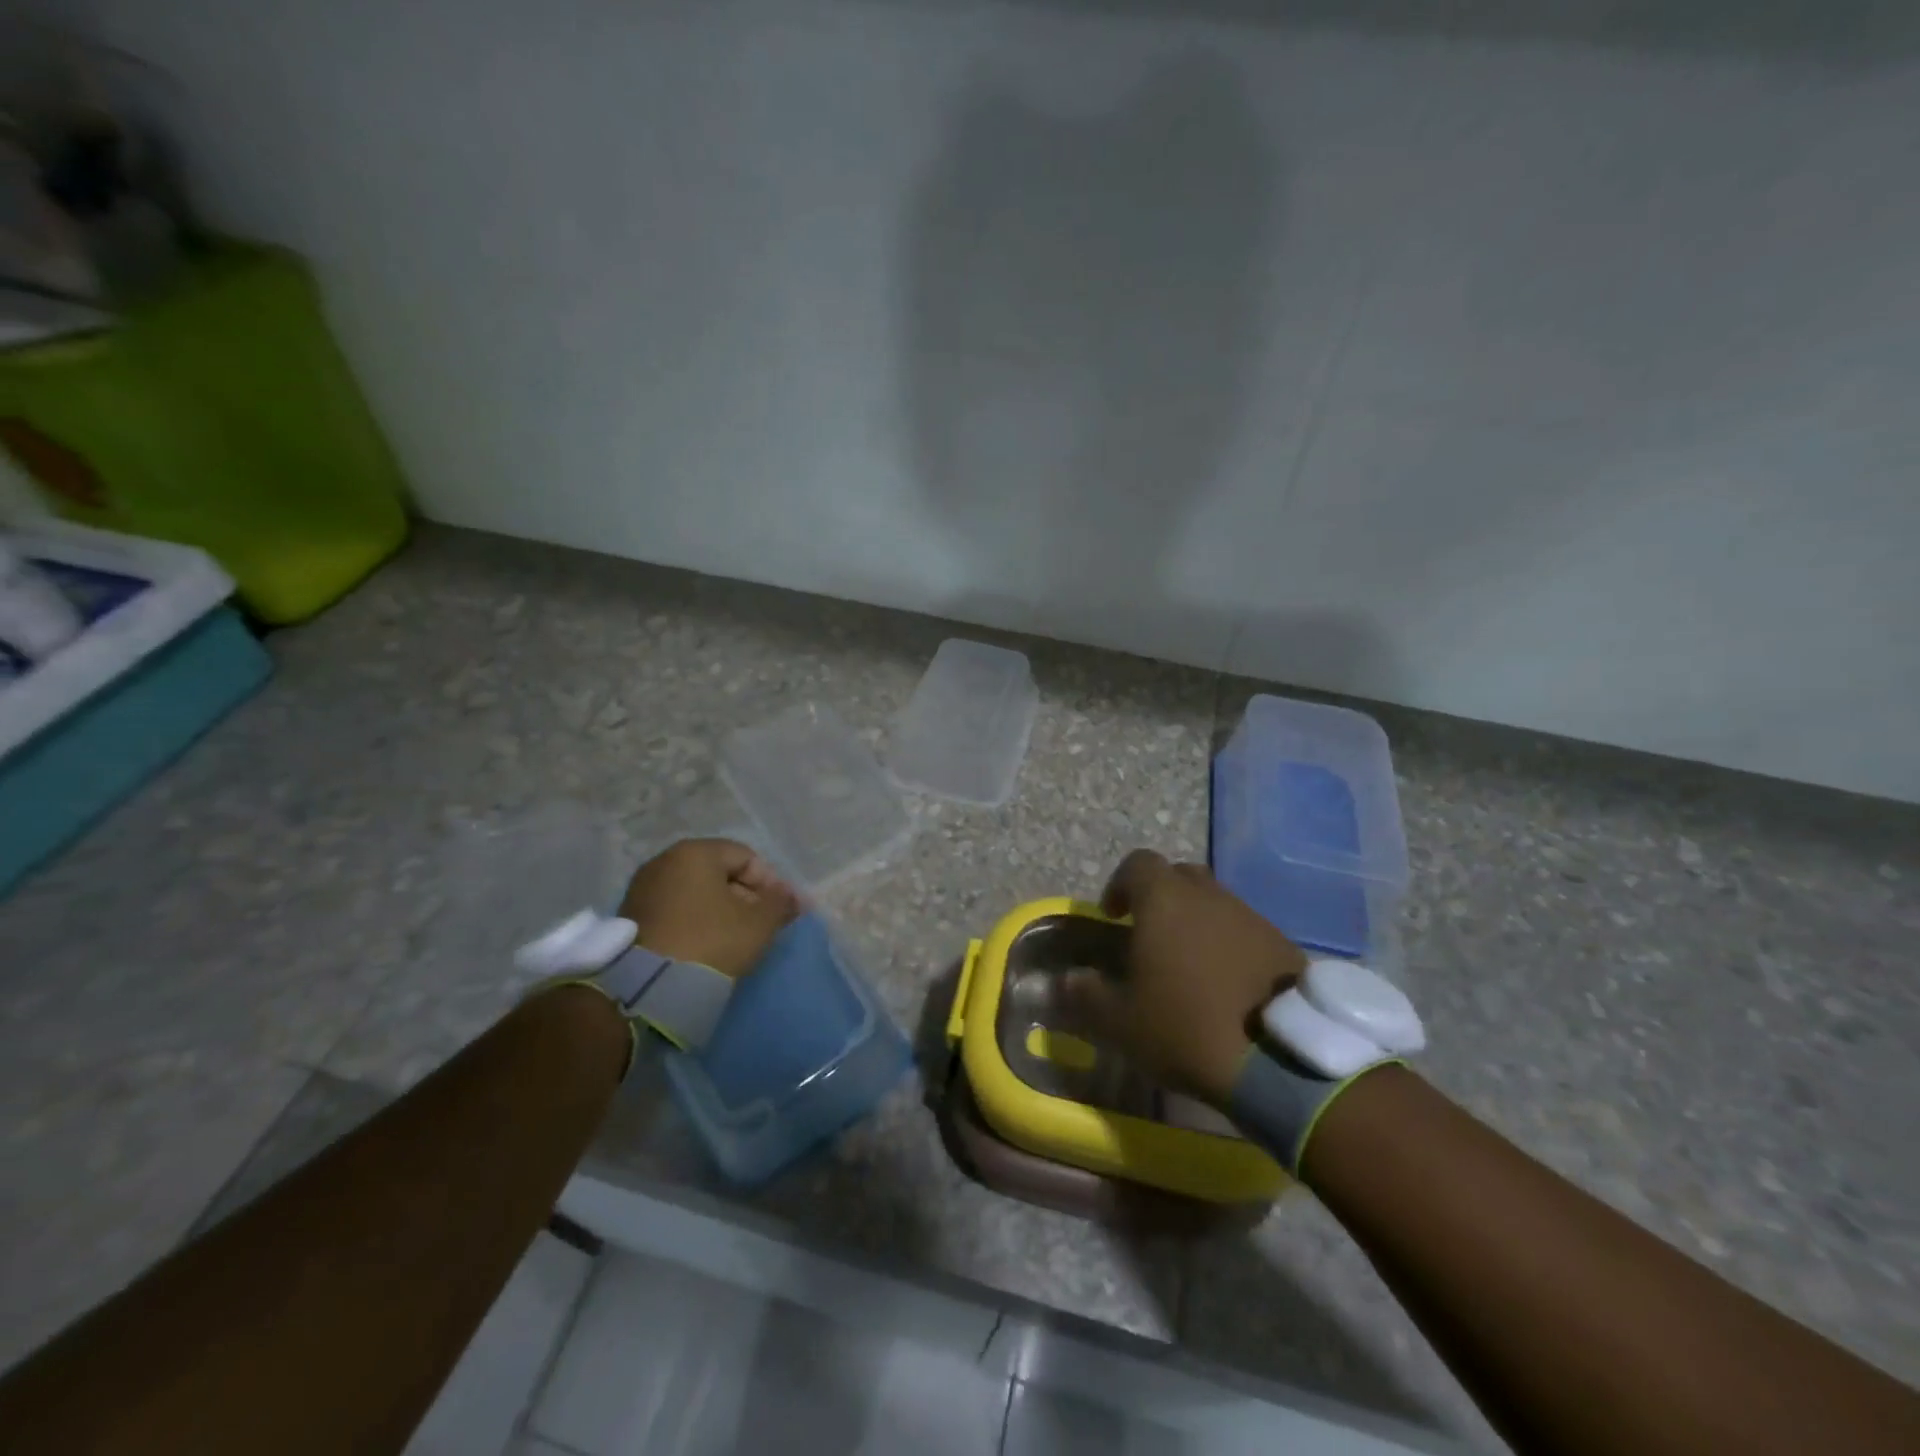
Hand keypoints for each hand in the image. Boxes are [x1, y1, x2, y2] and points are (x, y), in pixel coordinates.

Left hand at [618, 838, 798, 978]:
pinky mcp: (630, 917)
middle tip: (762, 926)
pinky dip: (696, 922)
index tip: (782, 912)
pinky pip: (676, 910)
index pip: (746, 857)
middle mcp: (664, 861)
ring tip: (736, 939)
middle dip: (746, 897)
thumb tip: (791, 897)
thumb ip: (780, 903)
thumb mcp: (759, 923)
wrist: (647, 989)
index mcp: (695, 852)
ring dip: (721, 910)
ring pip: (696, 893)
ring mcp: (643, 889)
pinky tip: (707, 946)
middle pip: (719, 873)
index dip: (771, 883)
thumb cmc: (710, 942)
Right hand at [1064, 849, 1306, 1107]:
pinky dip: (1228, 945)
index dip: (1120, 884)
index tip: (1113, 916)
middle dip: (1160, 897)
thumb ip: (1085, 995)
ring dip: (1197, 922)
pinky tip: (1225, 984)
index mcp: (1164, 901)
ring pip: (1214, 902)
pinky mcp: (1282, 943)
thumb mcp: (1121, 1022)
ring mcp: (1250, 917)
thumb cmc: (1187, 1027)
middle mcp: (1209, 896)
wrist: (1283, 1059)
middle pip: (1179, 876)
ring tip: (1188, 966)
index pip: (1137, 863)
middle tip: (1150, 935)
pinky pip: (1244, 930)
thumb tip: (1064, 980)